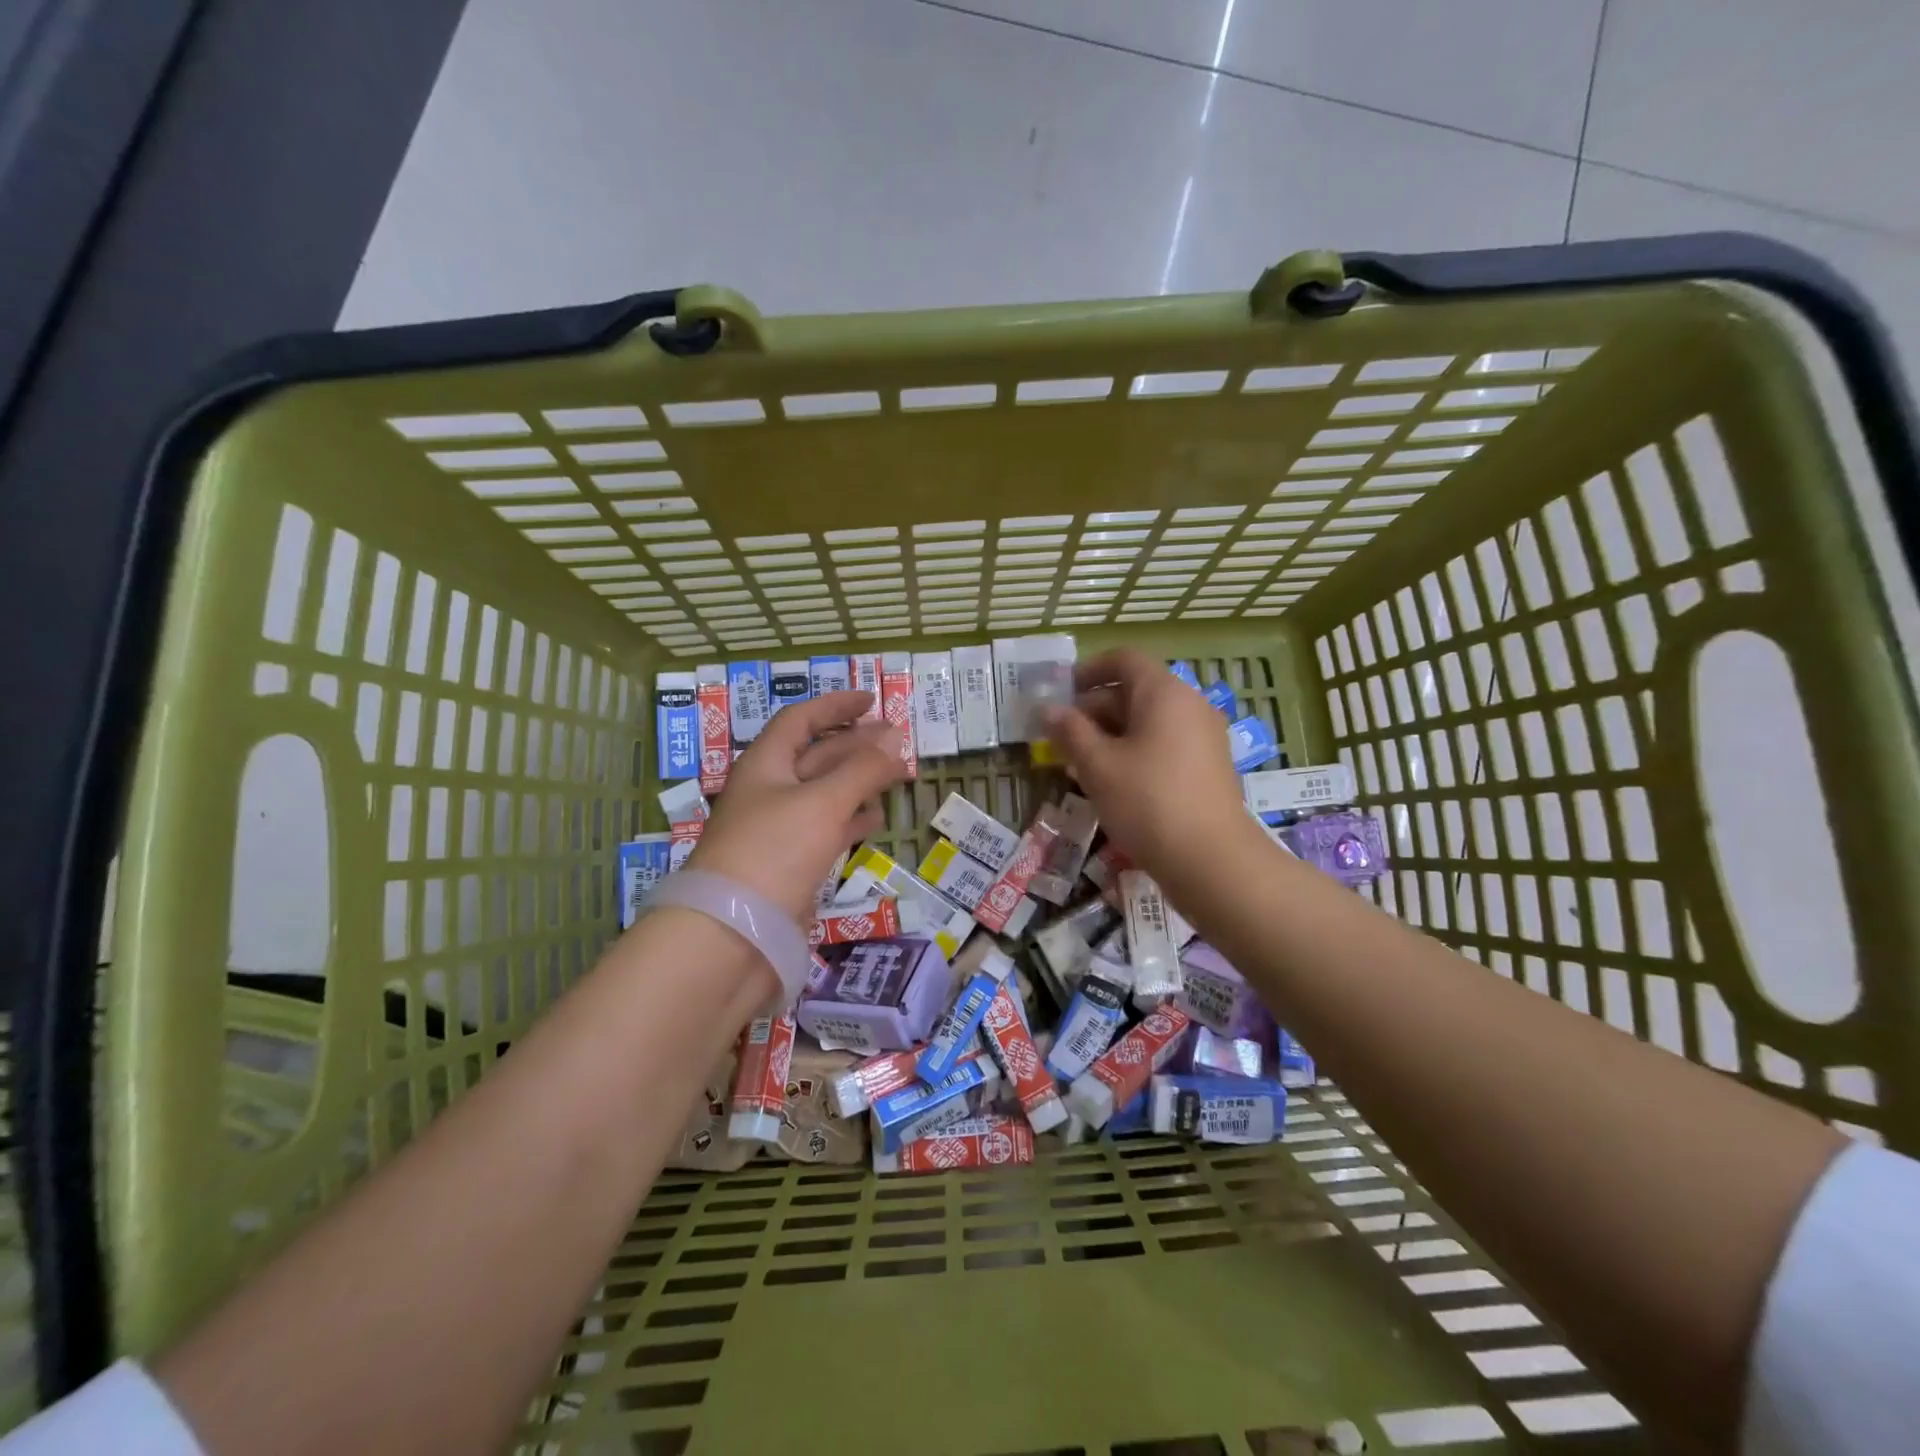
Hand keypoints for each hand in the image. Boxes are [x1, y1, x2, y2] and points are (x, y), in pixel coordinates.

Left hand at [684, 691, 906, 923]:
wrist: (732, 934)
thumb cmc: (774, 852)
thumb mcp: (823, 802)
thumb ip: (862, 769)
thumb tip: (896, 737)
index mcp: (766, 764)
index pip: (800, 719)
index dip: (835, 705)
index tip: (871, 700)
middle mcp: (770, 791)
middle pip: (816, 755)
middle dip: (856, 744)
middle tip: (897, 740)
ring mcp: (778, 830)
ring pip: (823, 793)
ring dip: (858, 781)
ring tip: (895, 776)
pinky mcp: (789, 865)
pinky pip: (825, 829)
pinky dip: (850, 820)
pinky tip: (873, 819)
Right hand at [1039, 648, 1255, 876]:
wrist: (1212, 860)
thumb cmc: (1147, 802)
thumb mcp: (1097, 765)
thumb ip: (1070, 731)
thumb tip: (1049, 710)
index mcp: (1164, 692)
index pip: (1124, 660)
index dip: (1088, 670)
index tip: (1061, 694)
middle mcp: (1189, 705)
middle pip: (1135, 691)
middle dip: (1093, 709)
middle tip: (1060, 737)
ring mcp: (1203, 737)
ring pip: (1148, 722)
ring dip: (1110, 735)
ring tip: (1078, 764)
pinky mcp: (1207, 767)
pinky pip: (1164, 744)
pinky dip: (1134, 752)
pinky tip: (1111, 783)